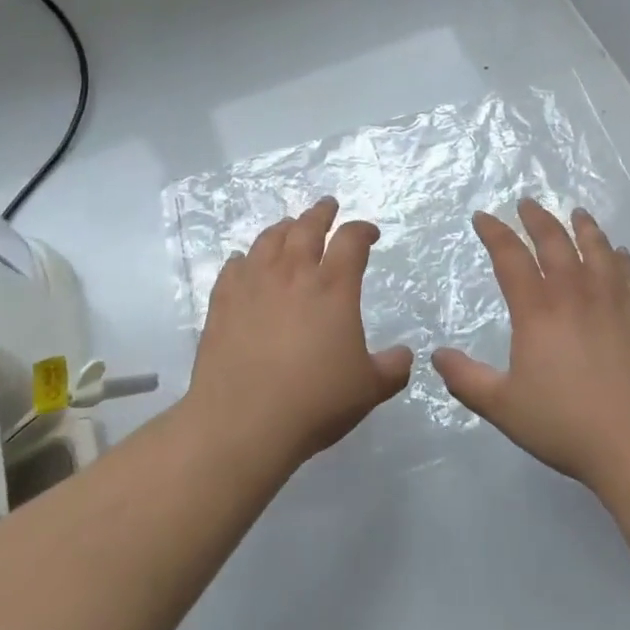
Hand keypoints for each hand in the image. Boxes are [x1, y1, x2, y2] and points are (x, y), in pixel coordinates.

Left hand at [186, 198, 413, 472]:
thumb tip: (405, 356)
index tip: (370, 233)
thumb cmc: (314, 402)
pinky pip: (234, 267)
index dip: (363, 230)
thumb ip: (392, 368)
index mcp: (333, 287)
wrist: (243, 423)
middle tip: (328, 205)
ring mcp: (254, 284)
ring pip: (269, 239)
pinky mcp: (223, 302)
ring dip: (284, 227)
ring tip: (290, 225)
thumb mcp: (368, 389)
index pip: (352, 241)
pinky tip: (245, 262)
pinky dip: (244, 259)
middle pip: (308, 227)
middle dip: (321, 213)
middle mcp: (294, 274)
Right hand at [432, 201, 629, 495]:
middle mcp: (575, 293)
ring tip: (577, 213)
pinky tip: (620, 253)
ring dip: (583, 226)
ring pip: (596, 248)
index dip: (494, 232)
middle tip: (527, 203)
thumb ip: (467, 380)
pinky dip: (621, 257)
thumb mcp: (505, 408)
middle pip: (554, 241)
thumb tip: (437, 355)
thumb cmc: (569, 425)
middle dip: (537, 218)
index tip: (483, 217)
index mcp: (538, 310)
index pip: (510, 257)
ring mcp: (614, 299)